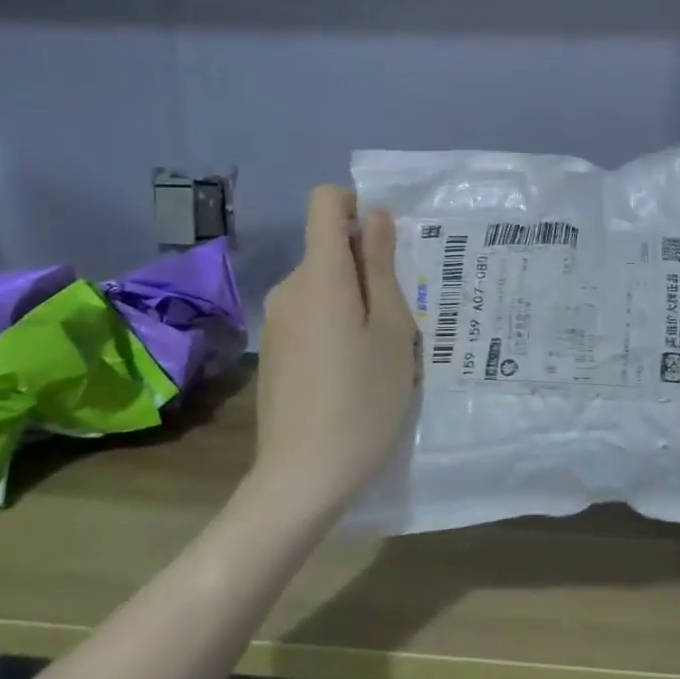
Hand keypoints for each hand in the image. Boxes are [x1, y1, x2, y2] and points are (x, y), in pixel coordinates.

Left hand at [253, 187, 417, 507]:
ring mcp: (276, 322)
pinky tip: (356, 369)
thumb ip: (381, 267)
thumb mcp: (391, 330)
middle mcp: (289, 288)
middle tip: (404, 312)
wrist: (303, 476)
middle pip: (328, 248)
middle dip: (367, 265)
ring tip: (385, 347)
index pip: (325, 202)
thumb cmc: (363, 399)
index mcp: (320, 274)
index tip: (388, 244)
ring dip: (355, 299)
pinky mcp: (275, 351)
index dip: (357, 206)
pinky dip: (337, 324)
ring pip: (323, 285)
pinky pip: (311, 315)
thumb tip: (374, 217)